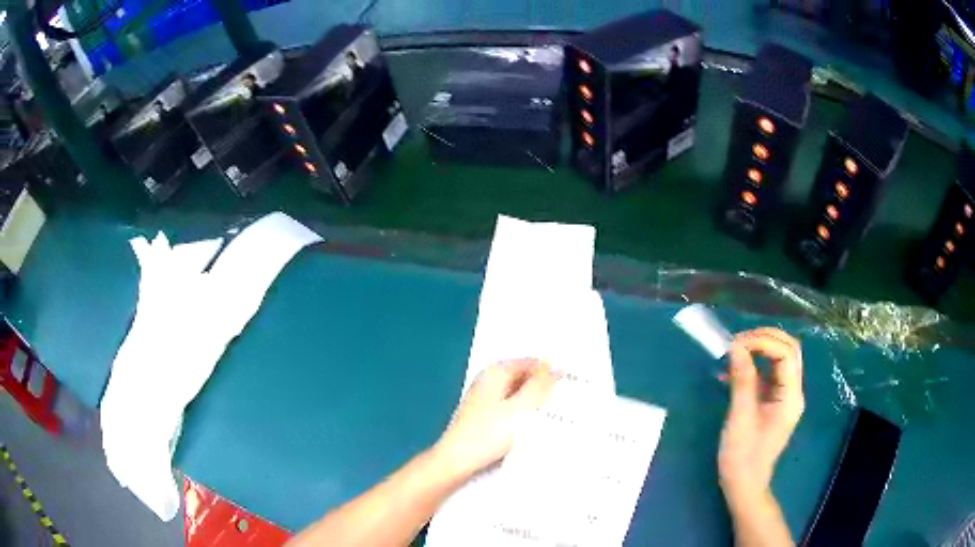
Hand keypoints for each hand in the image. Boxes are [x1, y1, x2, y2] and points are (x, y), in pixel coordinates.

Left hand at [433, 359, 559, 480]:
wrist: (457, 461)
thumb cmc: (488, 433)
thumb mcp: (521, 408)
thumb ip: (540, 386)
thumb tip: (557, 366)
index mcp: (496, 372)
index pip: (532, 363)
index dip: (552, 372)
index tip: (572, 385)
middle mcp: (489, 380)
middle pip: (525, 378)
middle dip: (544, 388)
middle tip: (568, 401)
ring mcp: (486, 399)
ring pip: (519, 395)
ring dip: (536, 404)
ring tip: (555, 415)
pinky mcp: (485, 417)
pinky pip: (512, 409)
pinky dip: (524, 415)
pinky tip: (535, 428)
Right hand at [718, 328, 804, 508]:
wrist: (744, 484)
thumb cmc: (742, 456)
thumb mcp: (740, 418)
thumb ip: (742, 380)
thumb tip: (736, 347)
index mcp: (790, 397)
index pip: (786, 354)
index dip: (763, 342)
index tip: (736, 344)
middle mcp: (793, 392)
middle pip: (788, 350)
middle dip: (765, 339)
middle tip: (737, 341)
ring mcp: (785, 396)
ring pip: (780, 359)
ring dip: (759, 349)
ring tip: (734, 350)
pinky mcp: (774, 401)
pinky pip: (769, 373)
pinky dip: (754, 365)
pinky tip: (733, 370)